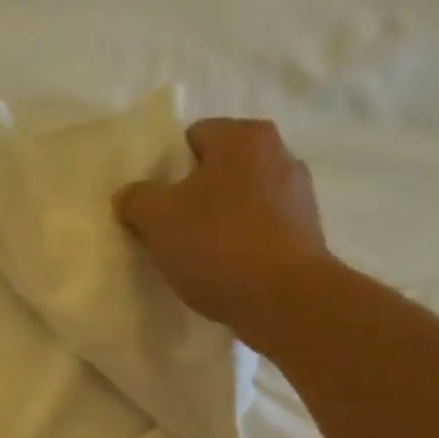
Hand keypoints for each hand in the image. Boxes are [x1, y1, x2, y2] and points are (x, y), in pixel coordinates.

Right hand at [113, 118, 331, 344]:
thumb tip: (131, 195)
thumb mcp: (157, 218)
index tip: (154, 203)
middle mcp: (280, 154)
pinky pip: (260, 229)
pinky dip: (240, 243)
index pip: (192, 137)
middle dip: (192, 195)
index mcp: (244, 137)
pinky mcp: (307, 234)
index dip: (166, 169)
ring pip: (240, 201)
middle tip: (168, 229)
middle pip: (218, 170)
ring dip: (217, 221)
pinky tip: (224, 270)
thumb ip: (136, 198)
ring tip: (195, 255)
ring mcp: (299, 195)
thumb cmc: (217, 244)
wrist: (285, 300)